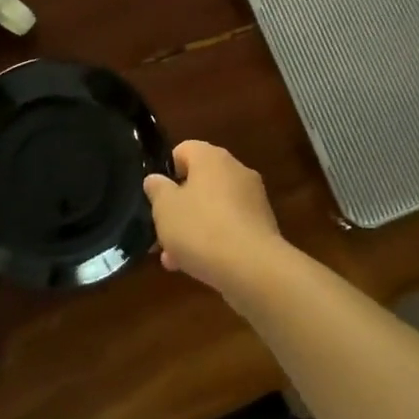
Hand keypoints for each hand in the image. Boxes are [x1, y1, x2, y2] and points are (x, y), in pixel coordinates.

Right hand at [144, 141, 287, 300]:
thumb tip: (156, 179)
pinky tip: (196, 267)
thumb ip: (157, 190)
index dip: (166, 171)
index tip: (155, 197)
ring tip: (172, 259)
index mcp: (211, 157)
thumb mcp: (165, 209)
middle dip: (177, 208)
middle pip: (198, 182)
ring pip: (212, 208)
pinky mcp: (262, 227)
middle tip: (160, 233)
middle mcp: (236, 171)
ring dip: (192, 229)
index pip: (183, 150)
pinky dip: (213, 241)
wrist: (253, 268)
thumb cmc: (201, 229)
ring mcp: (253, 199)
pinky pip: (229, 228)